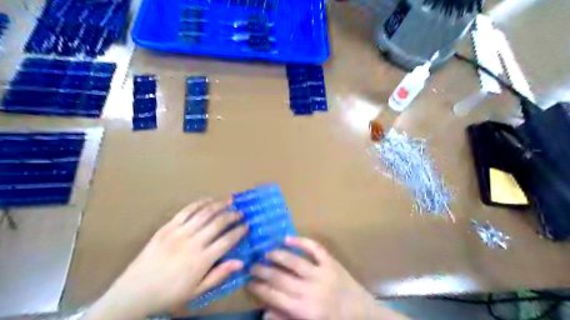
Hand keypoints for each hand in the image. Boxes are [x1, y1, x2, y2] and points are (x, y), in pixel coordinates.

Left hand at [84, 199, 246, 318]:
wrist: (134, 292)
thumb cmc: (169, 293)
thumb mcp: (197, 291)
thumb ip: (219, 275)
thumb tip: (240, 262)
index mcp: (202, 260)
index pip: (227, 240)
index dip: (239, 231)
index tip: (247, 226)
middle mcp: (193, 242)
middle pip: (218, 223)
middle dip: (232, 215)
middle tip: (240, 212)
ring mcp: (179, 232)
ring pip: (204, 213)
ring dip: (218, 205)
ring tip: (229, 200)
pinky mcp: (167, 227)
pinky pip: (186, 211)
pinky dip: (199, 203)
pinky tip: (208, 200)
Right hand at [247, 236, 401, 319]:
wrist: (363, 314)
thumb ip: (286, 319)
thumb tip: (264, 312)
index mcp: (303, 309)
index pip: (273, 296)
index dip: (258, 288)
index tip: (248, 281)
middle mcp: (309, 290)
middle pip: (280, 278)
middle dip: (263, 271)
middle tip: (252, 265)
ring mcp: (321, 273)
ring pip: (294, 261)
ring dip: (278, 255)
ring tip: (266, 253)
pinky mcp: (331, 262)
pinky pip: (315, 248)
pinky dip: (302, 241)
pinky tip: (289, 238)